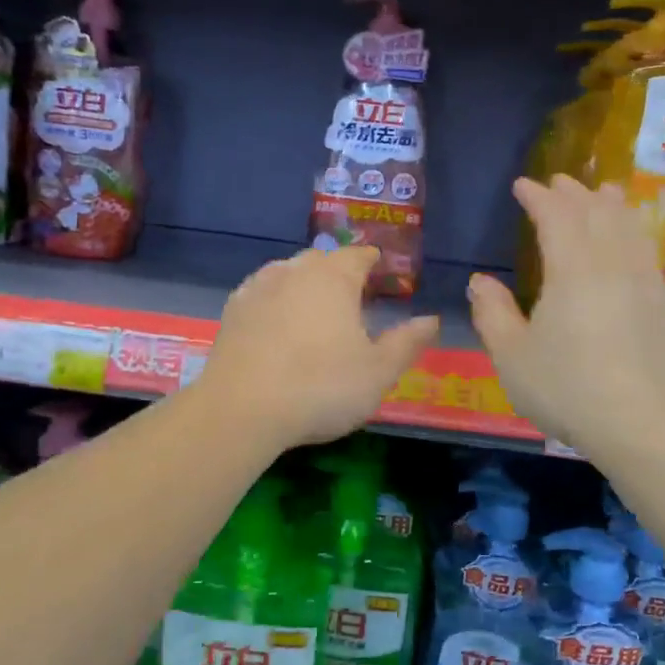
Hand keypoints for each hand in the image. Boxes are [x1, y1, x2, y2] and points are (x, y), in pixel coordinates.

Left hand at [202, 246, 438, 450]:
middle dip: (338, 269)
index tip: (380, 269)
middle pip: (321, 259)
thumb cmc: (321, 387)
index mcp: (334, 278)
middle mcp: (295, 271)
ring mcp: (258, 288)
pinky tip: (277, 319)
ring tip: (314, 304)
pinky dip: (275, 299)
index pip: (358, 255)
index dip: (372, 260)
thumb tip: (431, 319)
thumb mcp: (378, 372)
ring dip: (304, 281)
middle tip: (351, 292)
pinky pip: (261, 292)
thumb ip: (407, 342)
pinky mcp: (233, 310)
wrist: (242, 409)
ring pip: (287, 271)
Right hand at [469, 176, 664, 455]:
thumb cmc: (566, 388)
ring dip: (611, 205)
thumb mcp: (512, 356)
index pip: (556, 216)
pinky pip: (647, 250)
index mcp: (572, 271)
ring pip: (629, 227)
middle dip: (574, 193)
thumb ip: (493, 313)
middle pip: (596, 213)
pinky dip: (633, 231)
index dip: (538, 197)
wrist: (640, 423)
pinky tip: (630, 241)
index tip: (523, 185)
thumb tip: (480, 281)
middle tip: (558, 182)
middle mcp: (612, 264)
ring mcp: (645, 282)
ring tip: (603, 192)